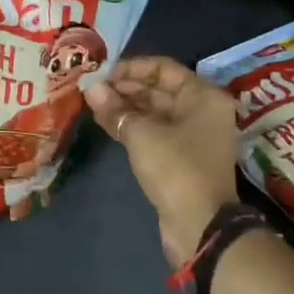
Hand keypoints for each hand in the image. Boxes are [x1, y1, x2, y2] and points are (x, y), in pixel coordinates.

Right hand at [84, 57, 240, 266]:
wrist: (200, 226)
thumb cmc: (176, 168)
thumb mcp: (141, 134)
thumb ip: (116, 109)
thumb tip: (91, 88)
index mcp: (202, 96)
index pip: (163, 68)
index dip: (131, 68)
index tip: (102, 74)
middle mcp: (201, 111)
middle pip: (159, 89)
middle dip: (125, 88)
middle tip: (92, 90)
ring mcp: (192, 136)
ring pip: (154, 112)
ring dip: (125, 108)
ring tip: (92, 104)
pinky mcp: (181, 157)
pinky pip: (154, 132)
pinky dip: (132, 126)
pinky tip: (105, 123)